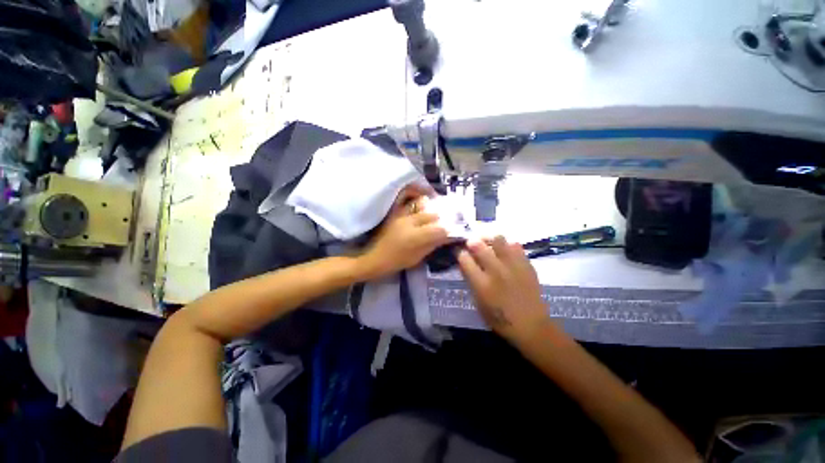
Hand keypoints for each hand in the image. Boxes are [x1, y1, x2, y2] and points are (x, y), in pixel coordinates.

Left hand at [359, 185, 450, 279]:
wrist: (374, 258)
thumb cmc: (396, 262)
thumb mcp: (417, 257)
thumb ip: (432, 245)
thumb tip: (446, 237)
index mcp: (415, 236)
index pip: (439, 229)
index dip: (448, 231)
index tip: (452, 232)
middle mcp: (409, 222)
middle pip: (432, 214)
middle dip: (442, 218)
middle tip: (447, 222)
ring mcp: (401, 215)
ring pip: (421, 205)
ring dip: (431, 208)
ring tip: (436, 213)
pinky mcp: (395, 213)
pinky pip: (410, 204)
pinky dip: (419, 204)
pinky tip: (423, 207)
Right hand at [457, 236, 550, 342]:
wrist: (532, 326)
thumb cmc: (500, 319)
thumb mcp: (478, 303)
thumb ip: (471, 281)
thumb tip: (465, 264)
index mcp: (481, 284)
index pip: (464, 259)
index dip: (460, 253)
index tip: (460, 253)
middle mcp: (496, 271)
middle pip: (478, 245)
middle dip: (472, 242)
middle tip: (472, 244)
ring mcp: (513, 266)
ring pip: (498, 239)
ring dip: (490, 240)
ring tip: (489, 245)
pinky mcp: (526, 265)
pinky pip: (515, 245)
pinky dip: (508, 246)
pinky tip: (506, 253)